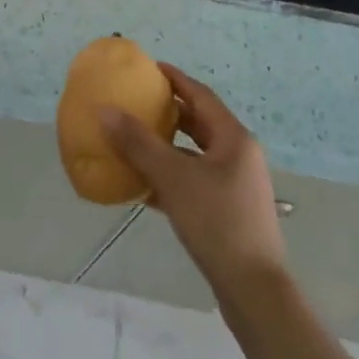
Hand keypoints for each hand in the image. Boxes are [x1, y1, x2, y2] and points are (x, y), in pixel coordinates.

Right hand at [99, 65, 286, 297]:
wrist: (253, 290)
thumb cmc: (216, 223)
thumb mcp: (172, 178)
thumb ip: (138, 143)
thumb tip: (105, 110)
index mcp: (233, 138)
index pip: (200, 95)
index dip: (174, 79)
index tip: (148, 69)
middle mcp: (239, 155)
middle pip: (200, 122)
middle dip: (169, 112)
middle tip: (137, 102)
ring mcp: (237, 184)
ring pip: (197, 153)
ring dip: (168, 145)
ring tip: (135, 140)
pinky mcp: (230, 210)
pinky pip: (196, 180)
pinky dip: (172, 174)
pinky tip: (145, 186)